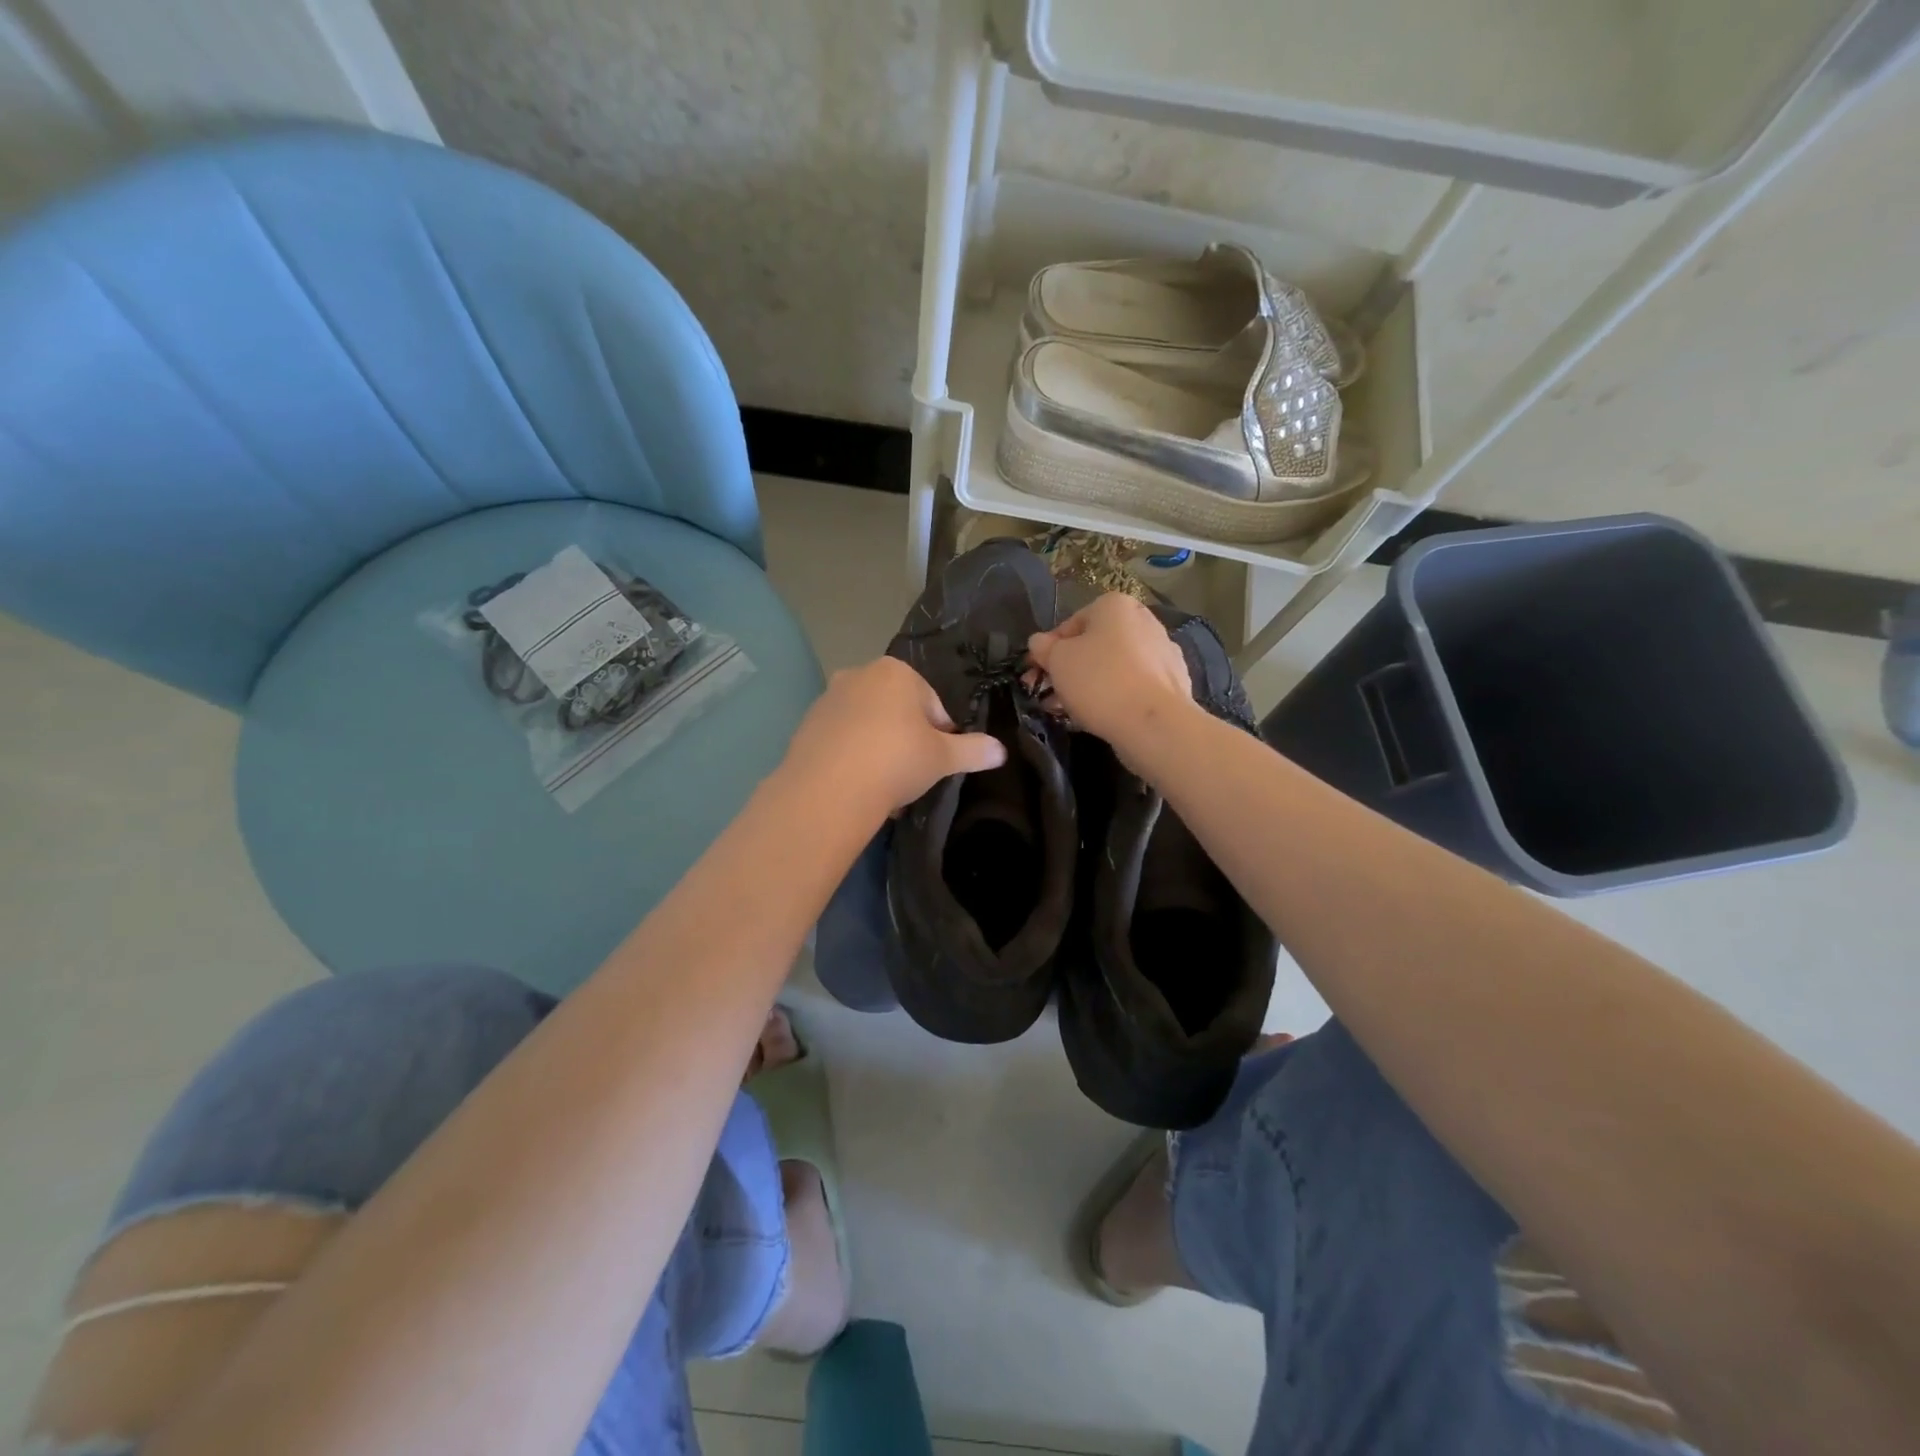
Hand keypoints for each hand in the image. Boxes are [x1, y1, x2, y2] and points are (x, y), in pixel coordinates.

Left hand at [780, 656, 1007, 813]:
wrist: (828, 789)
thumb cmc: (896, 760)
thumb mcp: (943, 758)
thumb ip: (973, 750)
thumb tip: (1000, 750)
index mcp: (896, 672)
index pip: (931, 703)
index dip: (941, 734)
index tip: (938, 761)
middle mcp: (859, 675)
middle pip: (896, 711)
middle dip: (907, 740)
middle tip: (913, 775)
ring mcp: (828, 699)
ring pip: (868, 727)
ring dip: (880, 751)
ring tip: (886, 788)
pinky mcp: (806, 726)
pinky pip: (842, 741)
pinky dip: (853, 759)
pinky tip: (859, 788)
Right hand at [1027, 593, 1197, 751]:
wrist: (1154, 723)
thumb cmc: (1099, 681)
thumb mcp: (1057, 661)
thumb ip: (1044, 647)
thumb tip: (1039, 642)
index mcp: (1115, 605)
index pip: (1070, 624)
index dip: (1049, 651)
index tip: (1037, 675)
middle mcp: (1144, 620)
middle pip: (1095, 645)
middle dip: (1070, 670)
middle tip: (1050, 695)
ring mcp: (1163, 651)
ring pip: (1115, 667)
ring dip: (1090, 685)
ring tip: (1070, 712)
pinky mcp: (1174, 682)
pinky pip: (1134, 685)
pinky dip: (1117, 697)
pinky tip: (1101, 717)